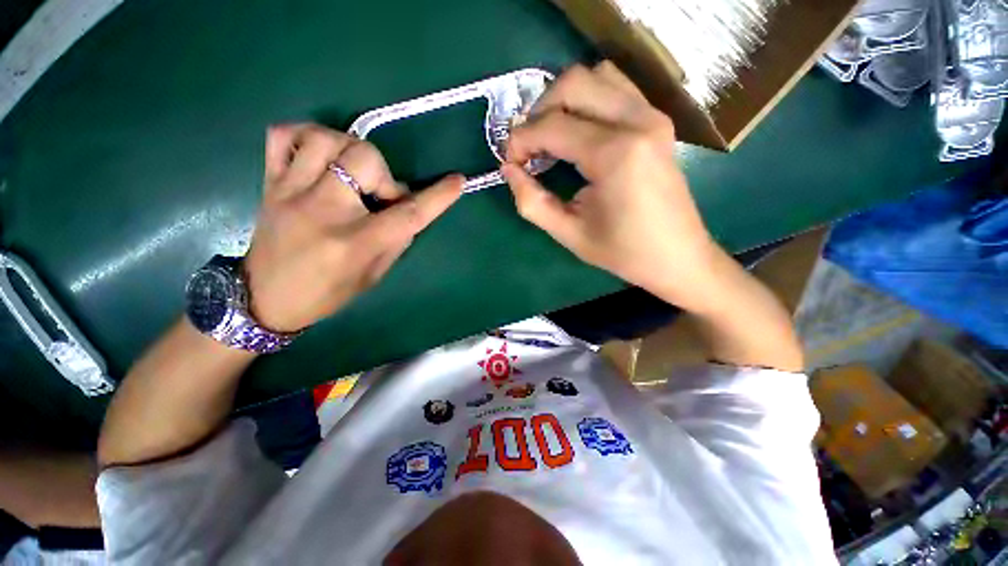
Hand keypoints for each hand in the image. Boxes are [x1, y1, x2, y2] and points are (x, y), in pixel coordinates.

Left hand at [244, 124, 461, 331]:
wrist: (264, 298)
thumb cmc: (327, 294)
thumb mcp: (373, 276)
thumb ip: (396, 240)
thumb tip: (408, 209)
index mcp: (355, 243)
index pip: (408, 214)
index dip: (438, 197)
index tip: (458, 181)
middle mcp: (323, 211)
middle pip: (364, 159)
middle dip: (385, 174)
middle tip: (381, 194)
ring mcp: (290, 191)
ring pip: (326, 138)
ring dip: (352, 151)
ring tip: (353, 173)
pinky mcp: (269, 182)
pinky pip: (282, 135)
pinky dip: (306, 134)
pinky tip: (320, 154)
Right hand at [502, 62, 717, 309]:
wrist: (677, 256)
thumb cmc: (623, 251)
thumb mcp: (569, 233)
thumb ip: (532, 201)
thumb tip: (508, 169)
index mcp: (615, 155)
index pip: (553, 126)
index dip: (521, 140)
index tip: (511, 161)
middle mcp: (637, 121)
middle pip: (573, 84)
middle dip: (539, 111)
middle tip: (529, 146)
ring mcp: (652, 115)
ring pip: (596, 76)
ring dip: (564, 100)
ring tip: (551, 135)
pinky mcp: (657, 120)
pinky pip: (616, 88)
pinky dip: (588, 99)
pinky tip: (579, 130)